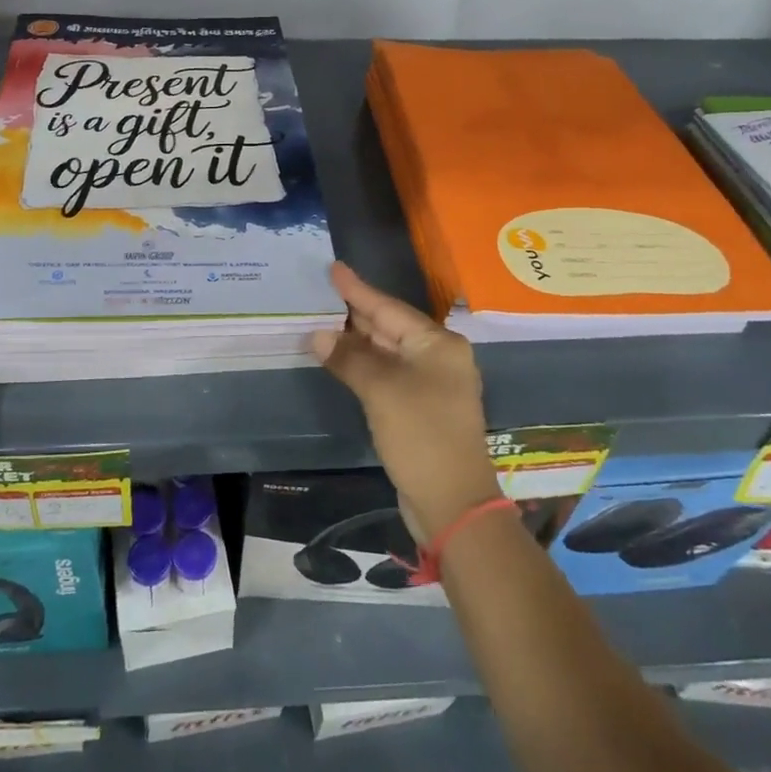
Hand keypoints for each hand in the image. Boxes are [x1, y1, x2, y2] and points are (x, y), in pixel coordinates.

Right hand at [311, 262, 500, 540]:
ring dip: (356, 340)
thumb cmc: (421, 435)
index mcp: (438, 344)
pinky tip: (341, 359)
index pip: (389, 308)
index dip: (358, 289)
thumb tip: (317, 335)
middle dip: (355, 313)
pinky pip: (387, 374)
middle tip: (321, 293)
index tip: (334, 268)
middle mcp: (438, 357)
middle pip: (390, 326)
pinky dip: (364, 365)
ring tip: (323, 320)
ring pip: (387, 351)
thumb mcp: (381, 391)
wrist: (453, 503)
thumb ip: (349, 358)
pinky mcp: (421, 408)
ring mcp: (431, 384)